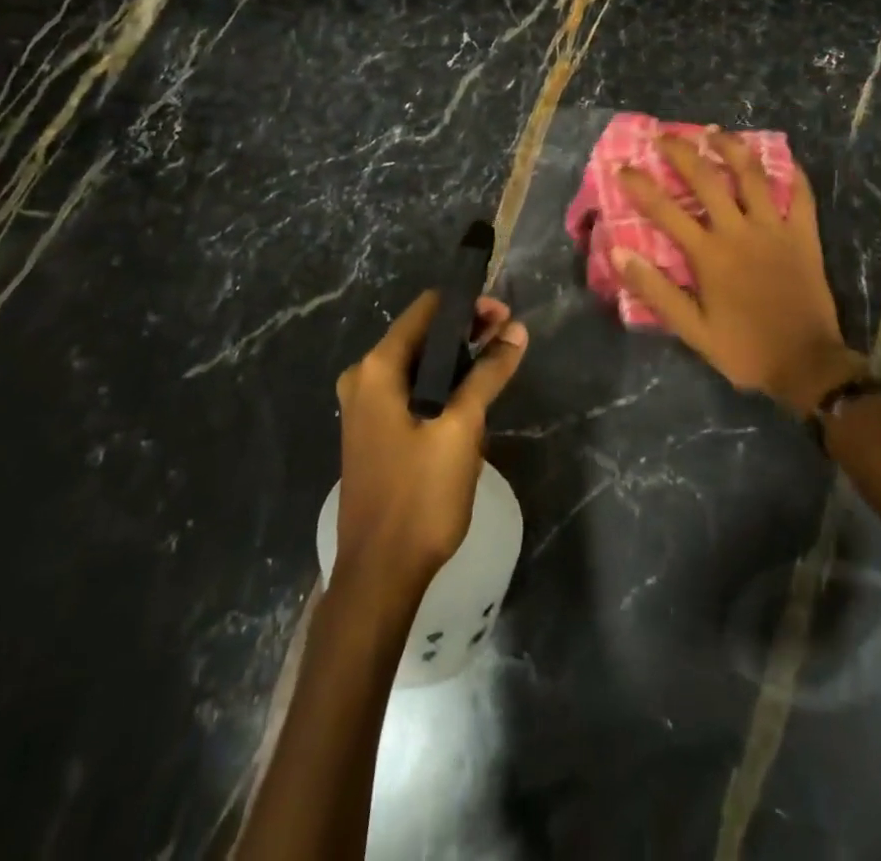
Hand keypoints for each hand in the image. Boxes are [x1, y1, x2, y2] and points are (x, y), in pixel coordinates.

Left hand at [334, 292, 527, 593]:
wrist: (380, 575)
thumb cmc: (419, 496)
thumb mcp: (461, 428)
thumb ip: (488, 374)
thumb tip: (516, 331)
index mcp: (376, 369)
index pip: (426, 310)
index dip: (467, 305)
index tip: (505, 314)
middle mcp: (364, 379)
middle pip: (422, 336)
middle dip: (467, 333)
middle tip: (510, 340)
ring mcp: (365, 407)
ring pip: (419, 366)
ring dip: (458, 363)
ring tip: (498, 368)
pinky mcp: (374, 432)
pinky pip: (412, 392)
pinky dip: (442, 387)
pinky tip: (472, 402)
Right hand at [617, 131, 860, 416]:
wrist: (805, 364)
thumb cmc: (743, 348)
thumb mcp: (691, 329)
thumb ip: (655, 289)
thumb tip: (619, 252)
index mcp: (709, 254)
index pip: (665, 210)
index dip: (640, 185)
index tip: (621, 166)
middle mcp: (739, 231)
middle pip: (706, 179)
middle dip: (681, 152)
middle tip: (663, 136)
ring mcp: (775, 229)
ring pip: (752, 175)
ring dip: (731, 148)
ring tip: (715, 132)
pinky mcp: (804, 235)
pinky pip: (801, 195)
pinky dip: (791, 174)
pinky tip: (782, 159)